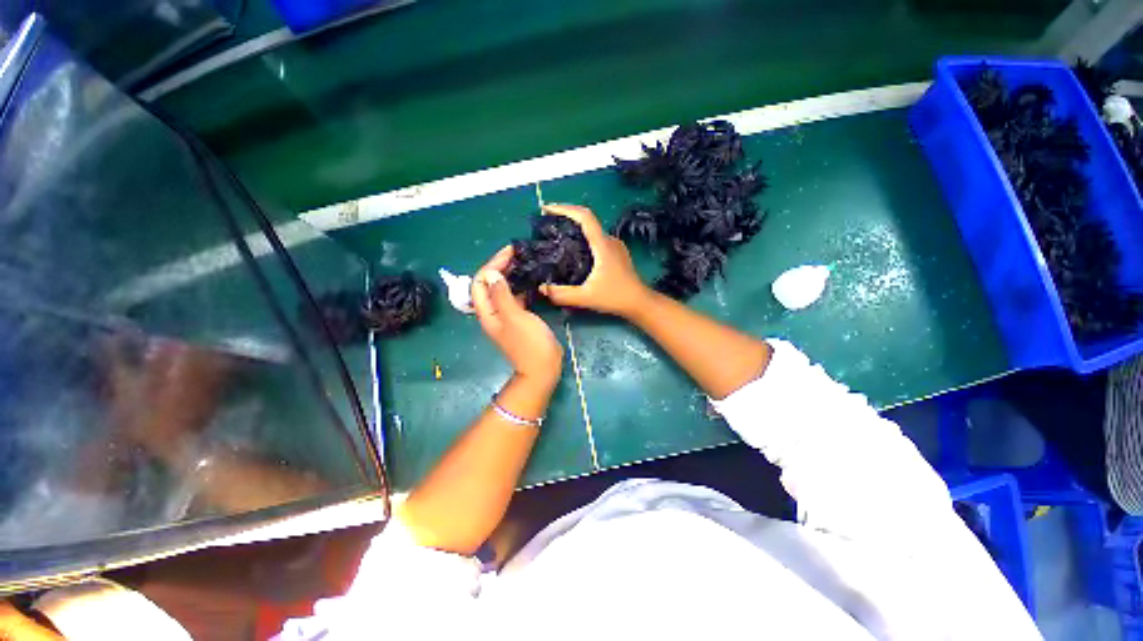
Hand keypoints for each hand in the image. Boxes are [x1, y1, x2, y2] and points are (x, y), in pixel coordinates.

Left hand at [473, 246, 563, 386]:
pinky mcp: (519, 319)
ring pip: (503, 290)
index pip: (480, 282)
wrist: (542, 369)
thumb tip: (490, 273)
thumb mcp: (515, 318)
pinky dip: (520, 286)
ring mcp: (506, 316)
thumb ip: (502, 295)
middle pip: (489, 285)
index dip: (491, 264)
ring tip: (525, 262)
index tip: (509, 252)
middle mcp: (493, 312)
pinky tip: (532, 280)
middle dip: (500, 267)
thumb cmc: (529, 344)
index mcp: (488, 312)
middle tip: (518, 254)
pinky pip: (515, 297)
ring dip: (510, 275)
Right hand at [538, 204, 650, 318]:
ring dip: (575, 227)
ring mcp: (615, 246)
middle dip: (566, 216)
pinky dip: (583, 237)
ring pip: (592, 229)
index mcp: (602, 245)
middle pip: (587, 219)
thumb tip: (541, 288)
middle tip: (547, 223)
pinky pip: (597, 238)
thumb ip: (562, 294)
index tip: (546, 209)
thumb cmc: (615, 297)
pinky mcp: (617, 253)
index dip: (564, 209)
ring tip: (557, 235)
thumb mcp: (585, 298)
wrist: (639, 302)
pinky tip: (575, 250)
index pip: (584, 216)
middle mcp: (609, 240)